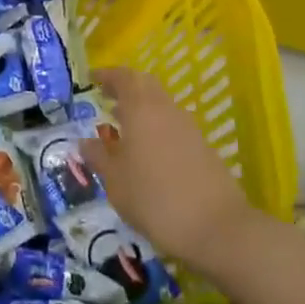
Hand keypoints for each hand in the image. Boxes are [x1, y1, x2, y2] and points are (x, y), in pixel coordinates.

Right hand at [79, 66, 263, 274]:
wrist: (218, 228)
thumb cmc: (155, 199)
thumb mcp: (116, 181)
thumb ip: (99, 157)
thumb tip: (86, 141)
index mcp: (141, 108)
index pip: (123, 77)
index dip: (107, 75)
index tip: (92, 78)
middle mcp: (166, 109)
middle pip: (145, 85)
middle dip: (125, 88)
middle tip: (107, 99)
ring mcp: (189, 127)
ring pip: (161, 105)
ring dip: (141, 109)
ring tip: (123, 127)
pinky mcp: (203, 147)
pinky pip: (173, 125)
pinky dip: (156, 127)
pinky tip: (147, 152)